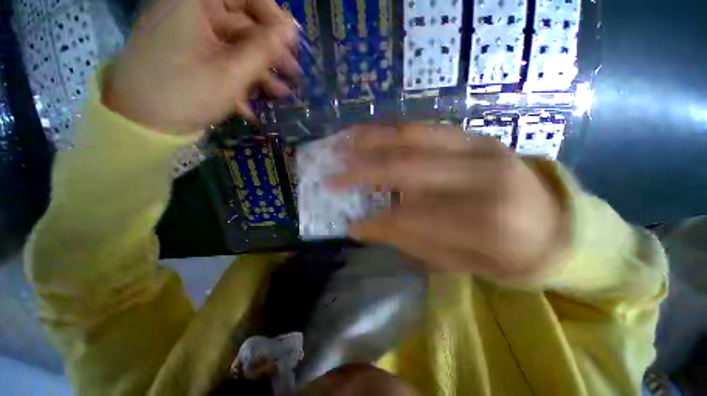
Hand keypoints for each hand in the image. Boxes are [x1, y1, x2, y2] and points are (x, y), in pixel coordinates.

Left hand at [103, 0, 298, 133]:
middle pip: (243, 21)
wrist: (140, 123)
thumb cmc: (185, 94)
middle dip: (271, 51)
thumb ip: (264, 50)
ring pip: (236, 44)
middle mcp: (193, 10)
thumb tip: (292, 30)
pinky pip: (223, 58)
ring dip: (261, 70)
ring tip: (283, 95)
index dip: (273, 15)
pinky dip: (241, 78)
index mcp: (196, 2)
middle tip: (294, 75)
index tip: (292, 42)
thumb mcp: (231, 74)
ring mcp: (191, 33)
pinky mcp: (191, 53)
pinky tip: (256, 103)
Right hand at [331, 125, 567, 282]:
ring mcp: (479, 147)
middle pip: (406, 168)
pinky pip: (425, 128)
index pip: (411, 216)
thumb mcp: (460, 262)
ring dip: (370, 140)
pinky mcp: (475, 136)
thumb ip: (410, 241)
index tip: (350, 224)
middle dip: (362, 172)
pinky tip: (369, 132)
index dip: (376, 221)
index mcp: (485, 221)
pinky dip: (391, 130)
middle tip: (331, 176)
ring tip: (341, 143)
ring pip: (412, 137)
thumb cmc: (509, 253)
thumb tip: (365, 227)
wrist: (555, 223)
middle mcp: (481, 175)